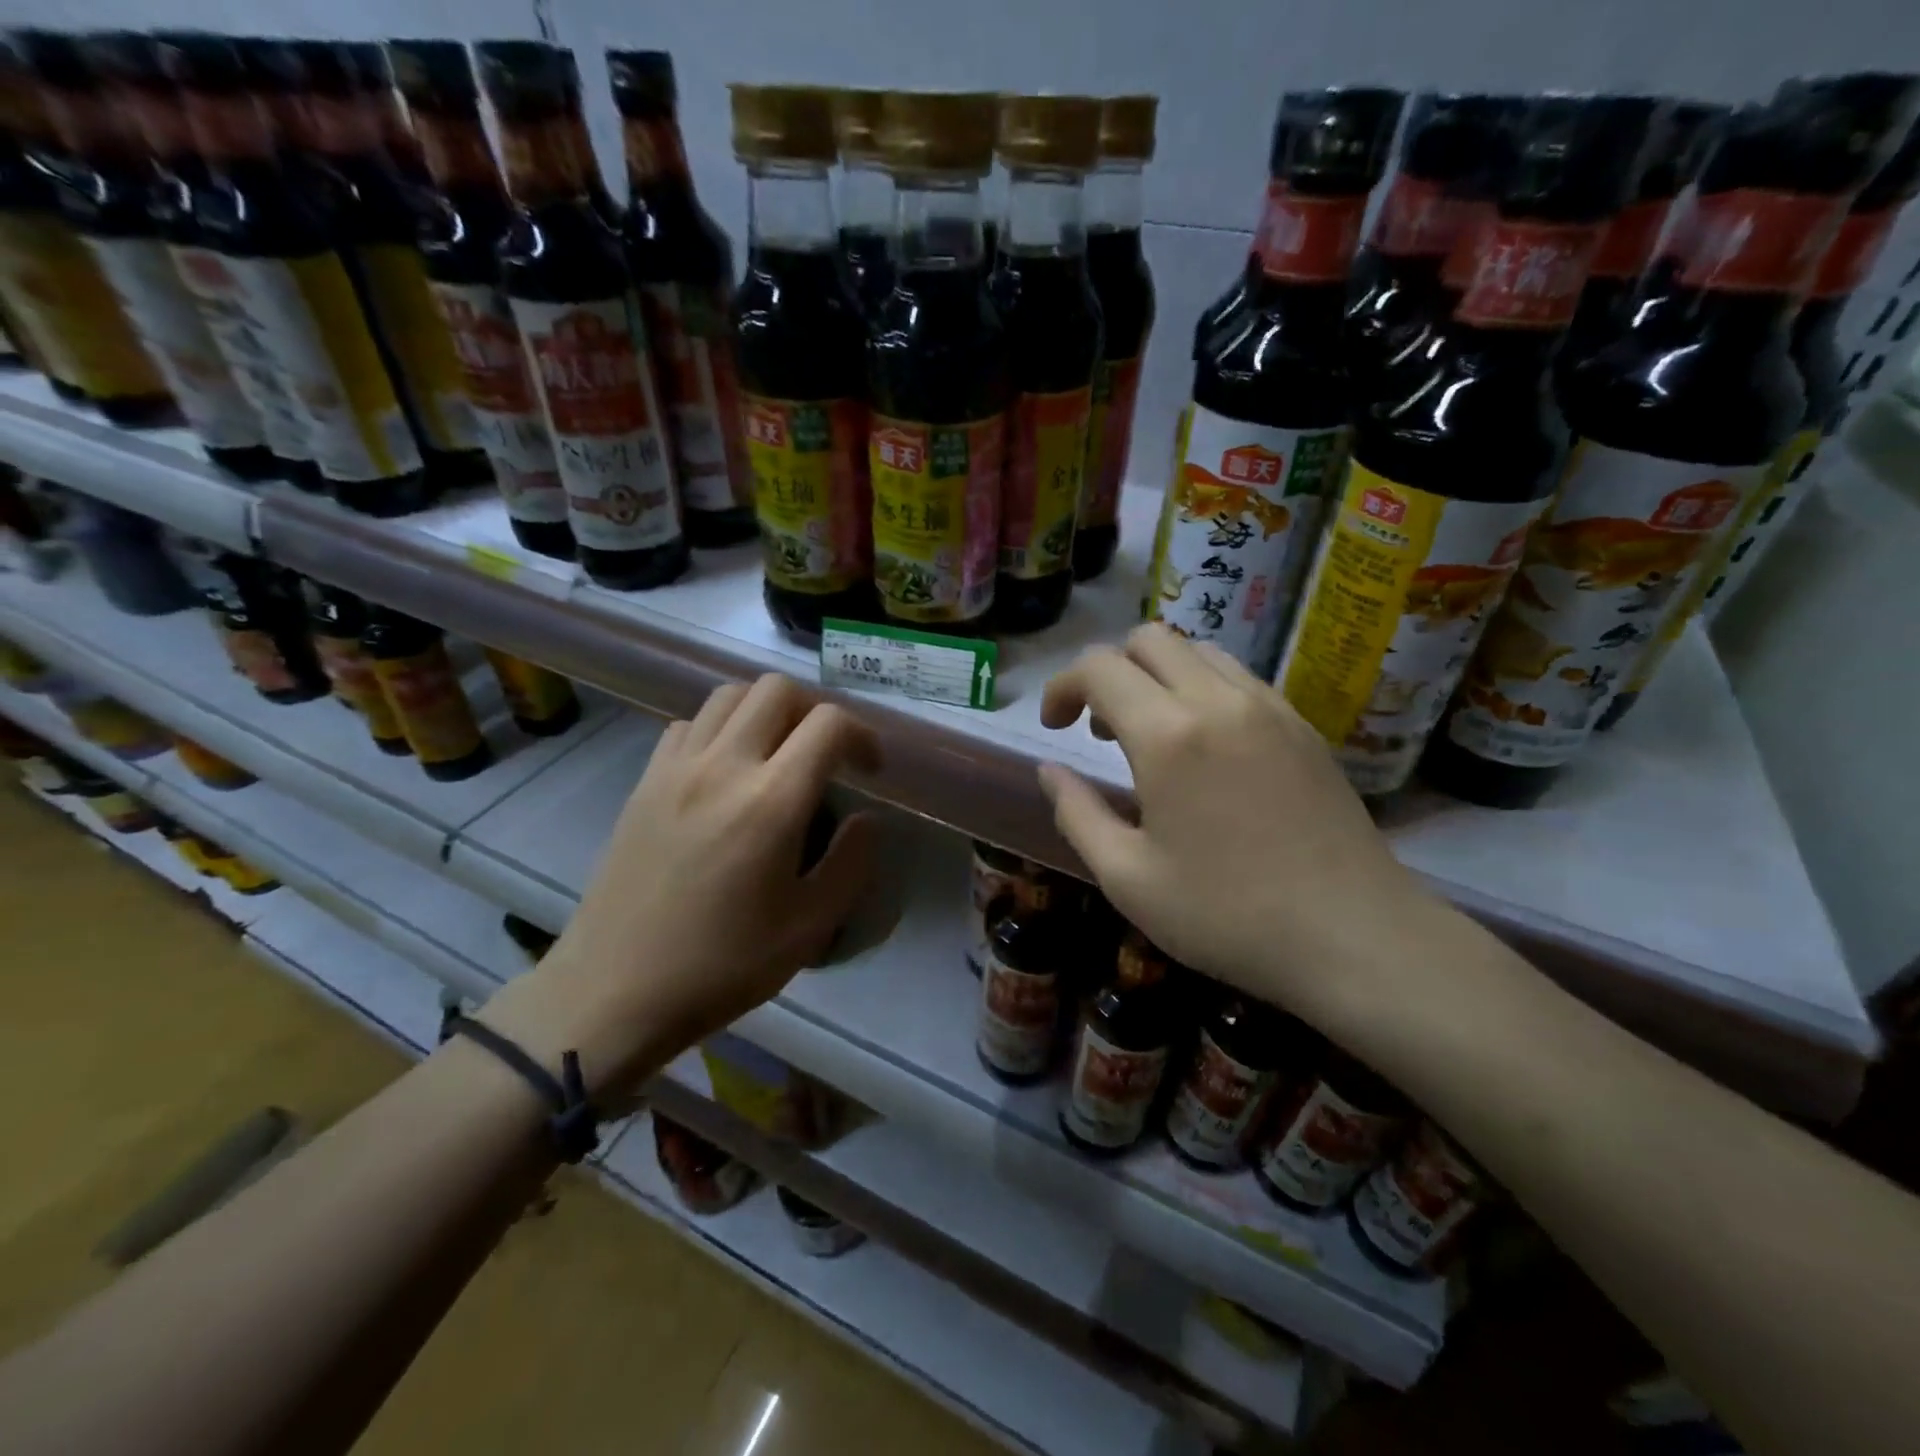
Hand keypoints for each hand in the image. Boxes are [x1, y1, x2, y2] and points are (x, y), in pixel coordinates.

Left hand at [488, 675, 880, 1099]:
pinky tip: (726, 770)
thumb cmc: (721, 965)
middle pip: (777, 689)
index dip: (863, 735)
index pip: (829, 724)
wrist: (614, 990)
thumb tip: (866, 818)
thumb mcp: (809, 927)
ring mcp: (676, 768)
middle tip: (826, 753)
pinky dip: (719, 728)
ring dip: (766, 710)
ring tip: (779, 752)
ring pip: (729, 695)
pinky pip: (688, 724)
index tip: (870, 770)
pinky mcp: (644, 781)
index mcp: (771, 801)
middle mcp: (723, 766)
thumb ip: (851, 863)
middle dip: (815, 711)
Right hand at [1038, 624, 1433, 1023]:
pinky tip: (1205, 751)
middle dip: (1109, 672)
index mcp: (1168, 735)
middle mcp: (1219, 701)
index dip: (1062, 687)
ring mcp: (1269, 707)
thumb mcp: (1127, 878)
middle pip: (1149, 640)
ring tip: (1152, 738)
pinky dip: (1202, 690)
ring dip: (1157, 677)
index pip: (1099, 667)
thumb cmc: (1227, 915)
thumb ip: (1077, 814)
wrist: (1355, 937)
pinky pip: (1238, 678)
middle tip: (1101, 732)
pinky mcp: (1303, 726)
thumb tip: (1051, 772)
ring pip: (1197, 651)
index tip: (1055, 728)